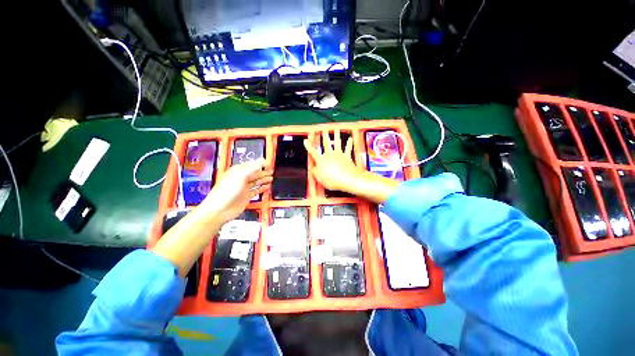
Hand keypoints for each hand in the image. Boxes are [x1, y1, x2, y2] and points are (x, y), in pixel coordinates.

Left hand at [199, 159, 272, 223]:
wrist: (220, 210)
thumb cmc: (225, 192)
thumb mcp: (240, 176)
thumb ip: (252, 168)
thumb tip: (261, 161)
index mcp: (237, 171)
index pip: (251, 165)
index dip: (259, 163)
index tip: (267, 162)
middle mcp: (240, 179)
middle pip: (255, 173)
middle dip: (263, 171)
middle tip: (271, 170)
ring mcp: (243, 188)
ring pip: (256, 182)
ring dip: (264, 179)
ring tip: (271, 178)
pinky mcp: (246, 196)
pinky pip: (256, 190)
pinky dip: (262, 188)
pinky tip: (267, 186)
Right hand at [304, 129, 363, 192]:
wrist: (347, 179)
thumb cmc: (332, 180)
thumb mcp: (320, 179)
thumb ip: (315, 172)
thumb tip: (314, 168)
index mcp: (321, 160)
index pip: (312, 152)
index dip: (308, 146)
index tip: (305, 141)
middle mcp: (329, 155)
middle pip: (326, 144)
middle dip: (324, 137)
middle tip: (324, 130)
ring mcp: (339, 154)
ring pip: (337, 143)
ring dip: (336, 135)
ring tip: (336, 129)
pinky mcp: (347, 156)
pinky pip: (348, 148)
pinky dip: (349, 143)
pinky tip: (350, 138)